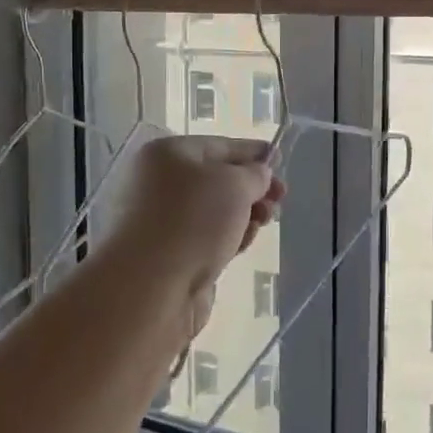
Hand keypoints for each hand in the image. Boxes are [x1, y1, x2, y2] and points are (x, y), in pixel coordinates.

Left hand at [105, 136, 284, 301]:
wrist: (151, 287)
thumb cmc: (193, 221)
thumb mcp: (235, 184)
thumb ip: (255, 174)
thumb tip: (258, 174)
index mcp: (167, 154)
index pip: (219, 145)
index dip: (252, 152)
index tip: (280, 159)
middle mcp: (159, 182)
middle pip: (217, 180)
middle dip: (252, 188)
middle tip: (280, 199)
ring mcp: (162, 221)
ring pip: (215, 212)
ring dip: (245, 214)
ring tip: (265, 222)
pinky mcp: (170, 255)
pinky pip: (207, 238)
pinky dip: (229, 238)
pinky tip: (244, 243)